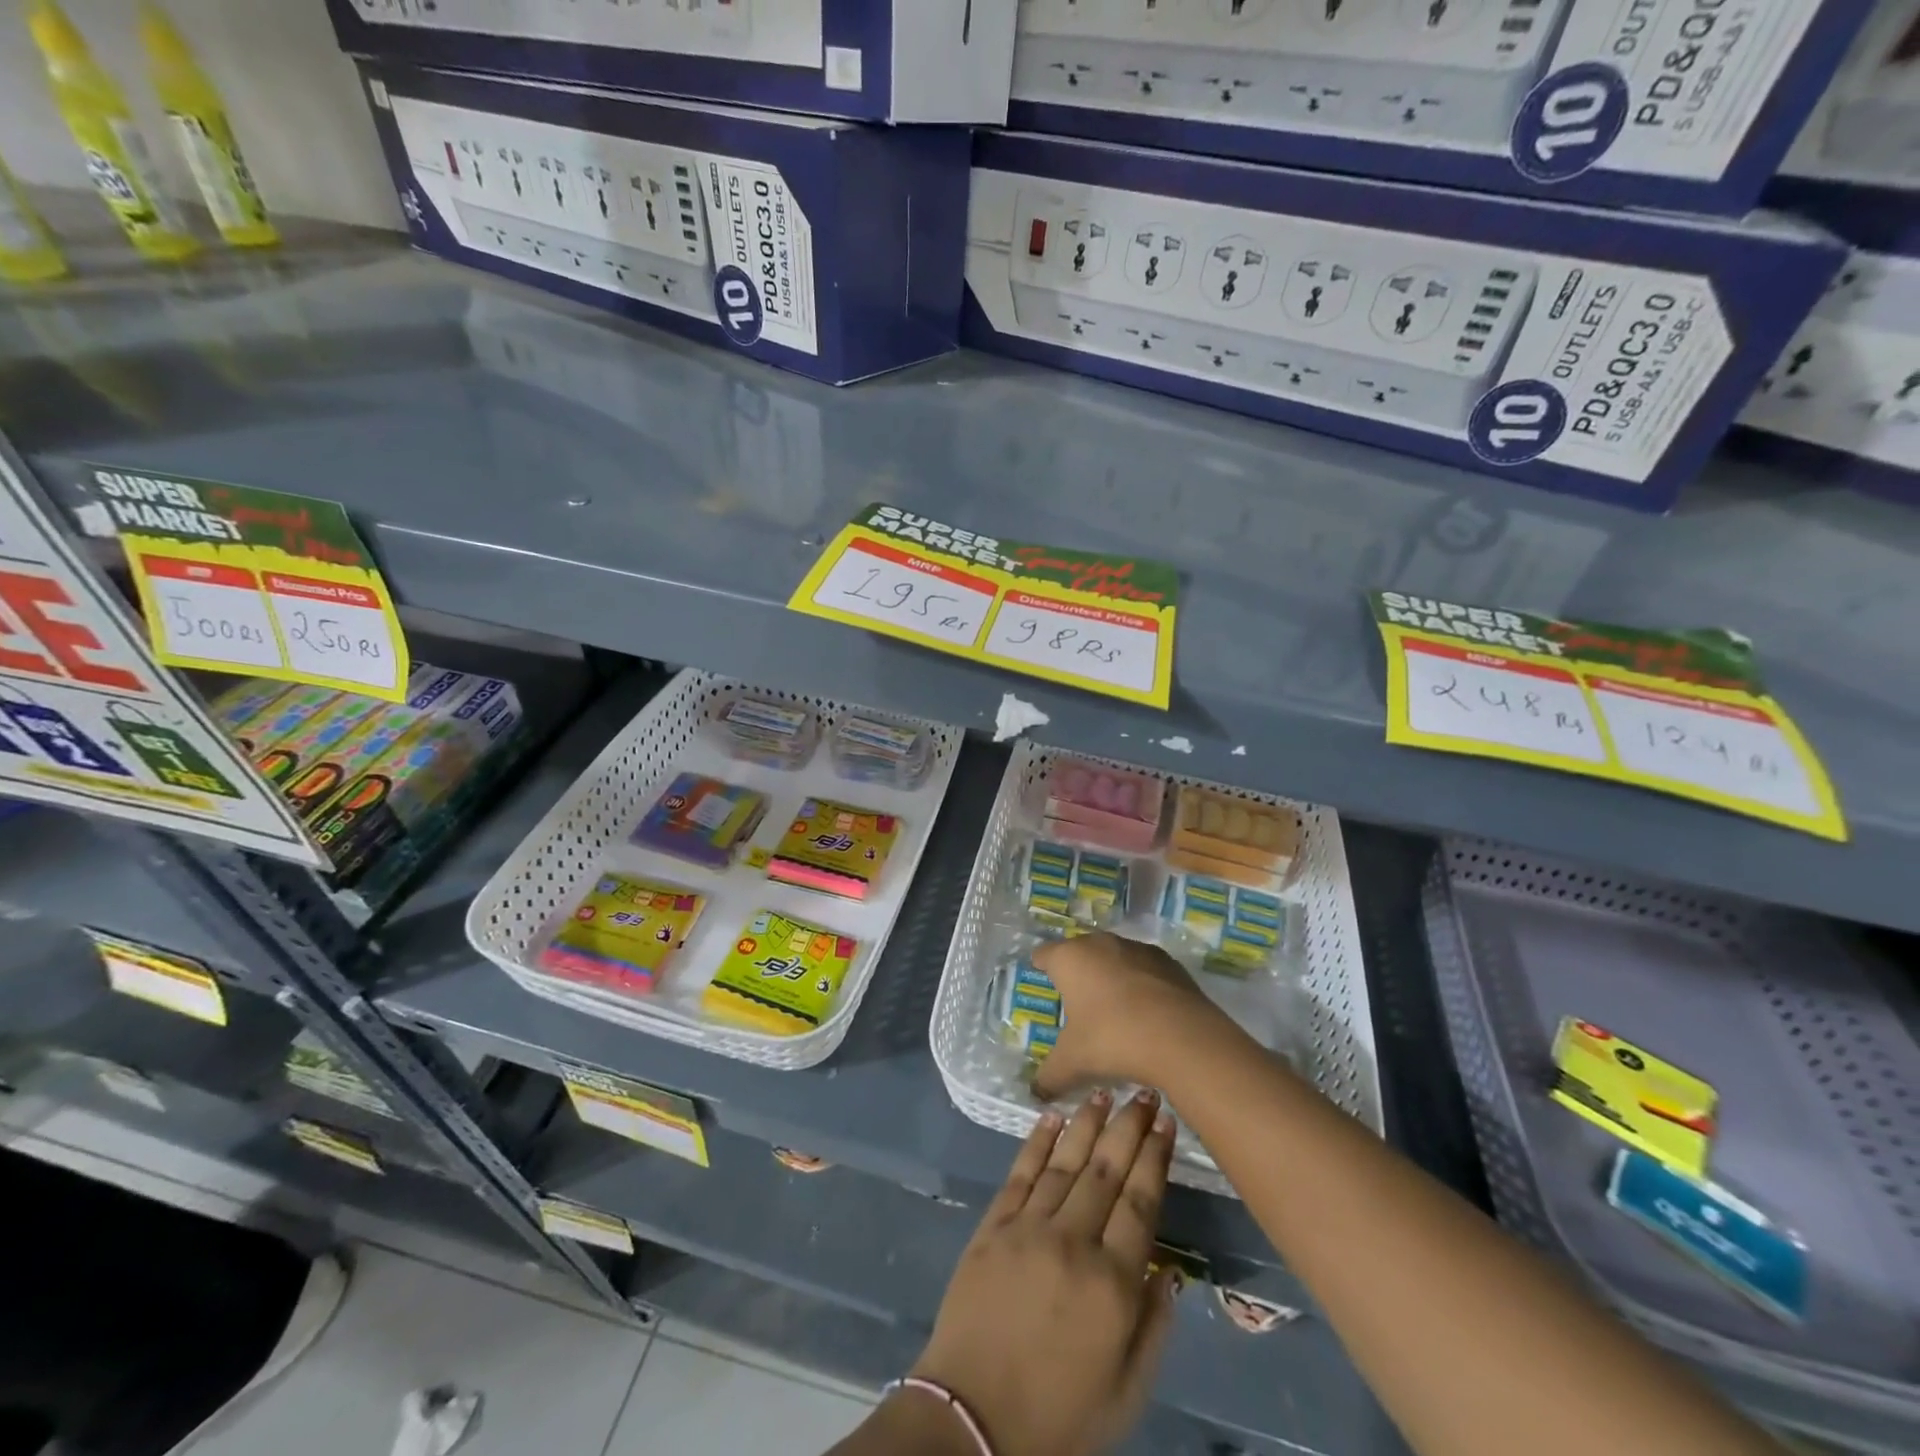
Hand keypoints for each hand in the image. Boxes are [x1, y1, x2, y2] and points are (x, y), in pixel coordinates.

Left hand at [910, 1090, 1179, 1455]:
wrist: (972, 1419)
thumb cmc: (1058, 1414)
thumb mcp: (1126, 1393)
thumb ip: (1154, 1327)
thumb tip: (1169, 1269)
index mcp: (1112, 1284)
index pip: (1141, 1202)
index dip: (1155, 1157)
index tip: (1165, 1122)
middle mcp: (1073, 1242)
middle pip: (1107, 1170)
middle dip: (1128, 1126)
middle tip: (1144, 1091)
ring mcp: (1028, 1228)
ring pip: (1065, 1161)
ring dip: (1087, 1122)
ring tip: (1105, 1091)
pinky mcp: (993, 1226)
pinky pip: (1020, 1173)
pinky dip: (1037, 1141)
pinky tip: (1052, 1116)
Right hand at [1029, 932, 1234, 1100]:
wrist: (1183, 1037)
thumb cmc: (1113, 1039)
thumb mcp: (1073, 1063)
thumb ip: (1049, 1076)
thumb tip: (1036, 1092)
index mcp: (1069, 958)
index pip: (1044, 955)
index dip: (1041, 968)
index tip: (1043, 981)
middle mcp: (1100, 943)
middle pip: (1079, 952)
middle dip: (1077, 974)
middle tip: (1076, 1002)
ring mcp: (1136, 949)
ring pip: (1113, 958)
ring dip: (1110, 977)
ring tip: (1113, 1010)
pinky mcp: (1167, 962)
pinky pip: (1143, 970)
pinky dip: (1140, 984)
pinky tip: (1145, 1013)